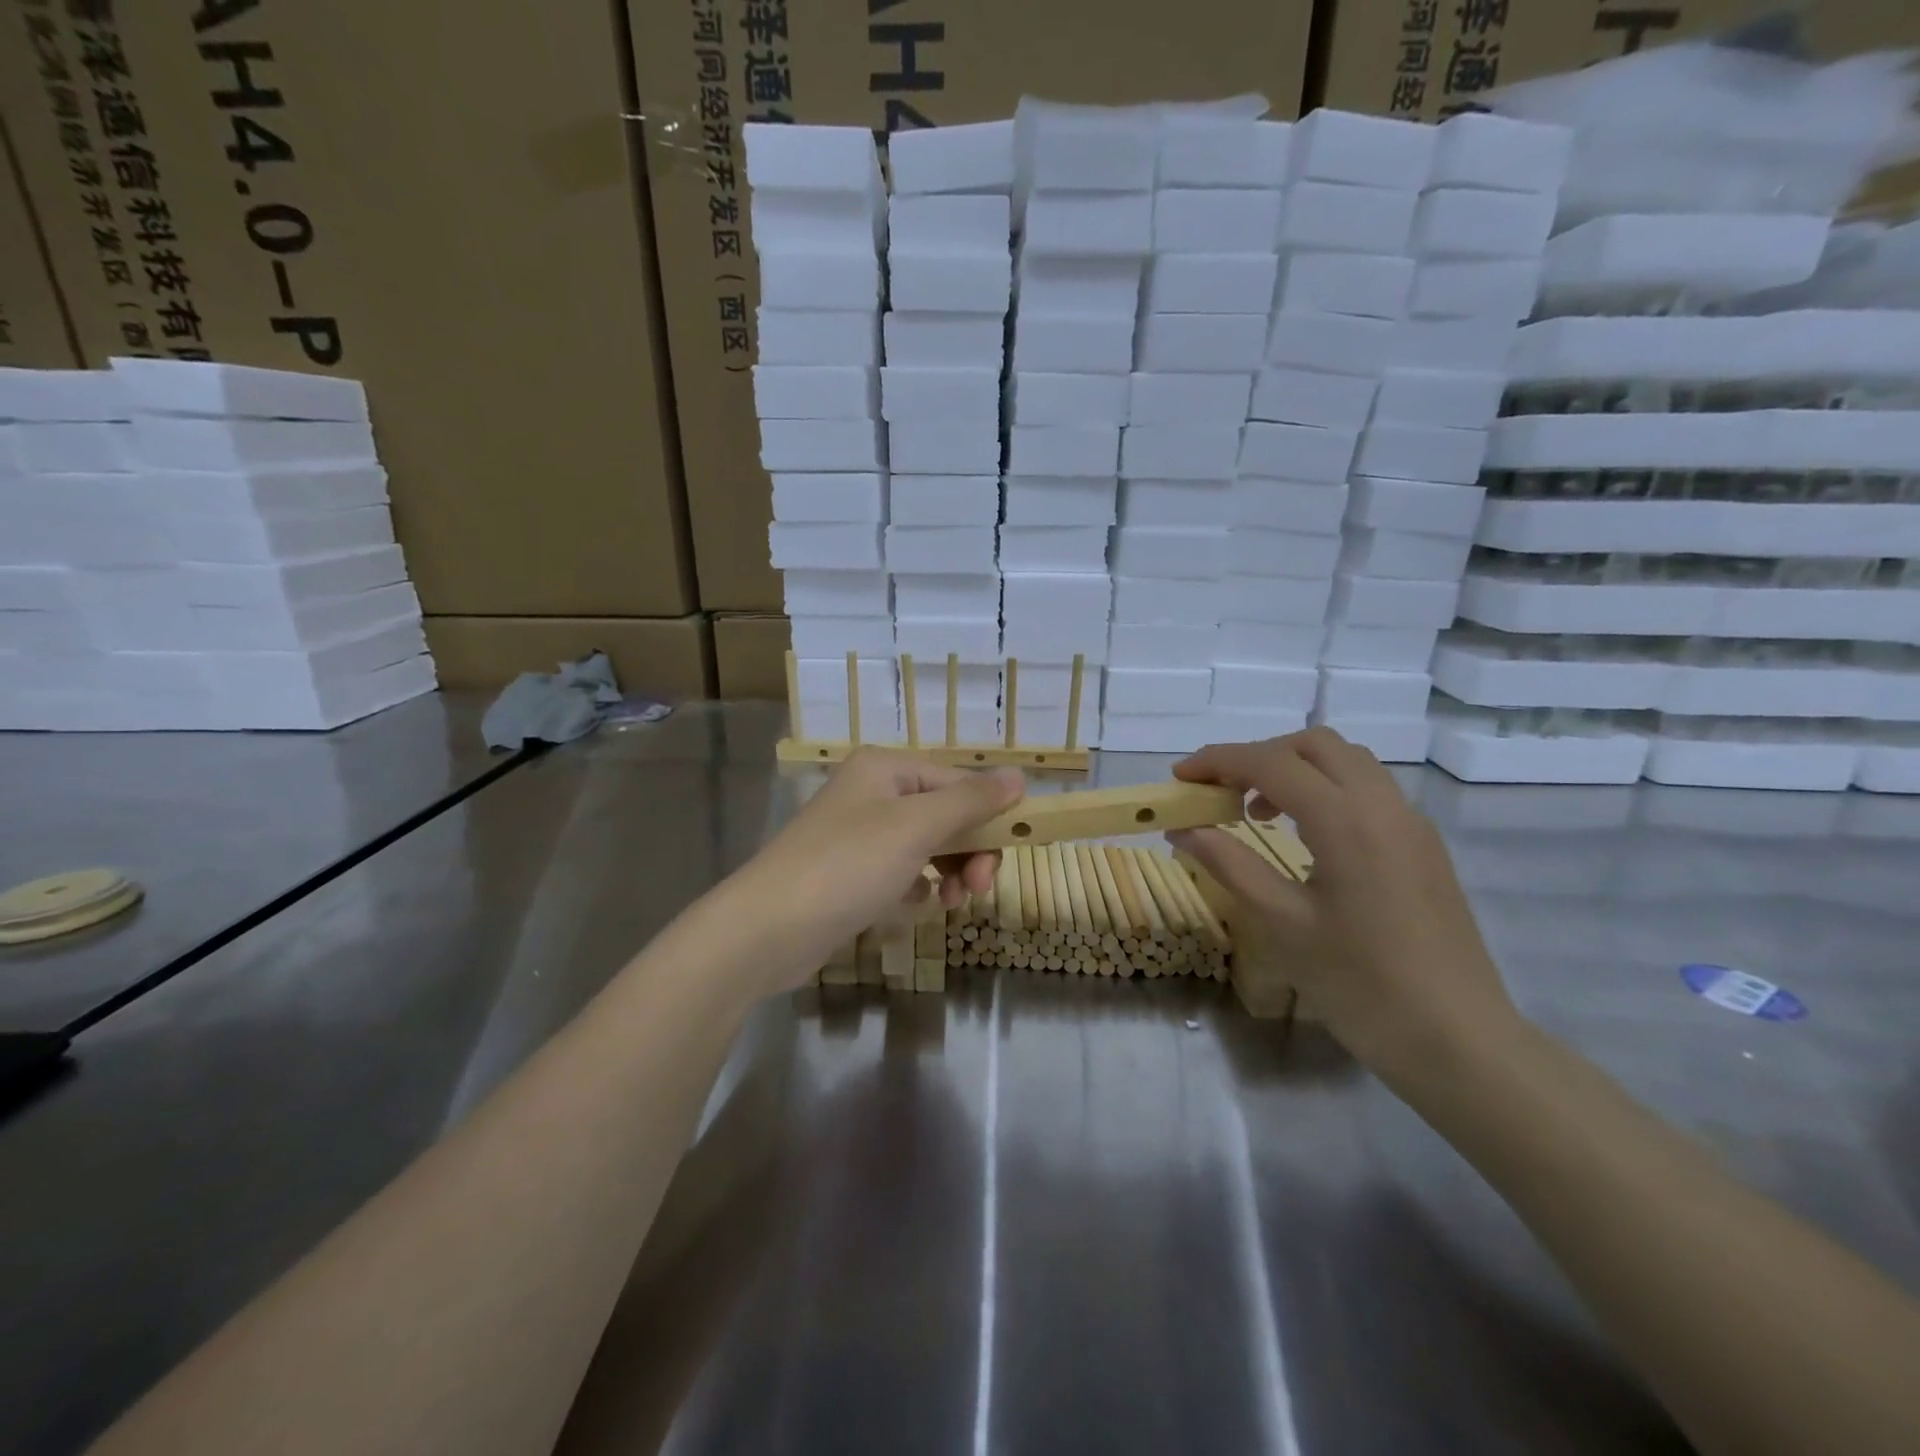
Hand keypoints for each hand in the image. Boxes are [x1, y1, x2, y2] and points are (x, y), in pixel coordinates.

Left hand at [731, 749, 1022, 991]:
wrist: (767, 930)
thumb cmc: (847, 865)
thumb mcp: (916, 827)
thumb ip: (970, 801)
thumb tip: (1020, 776)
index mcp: (886, 769)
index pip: (957, 781)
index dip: (989, 813)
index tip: (1014, 850)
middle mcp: (872, 793)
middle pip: (944, 814)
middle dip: (968, 849)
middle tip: (979, 887)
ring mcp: (859, 835)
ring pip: (927, 846)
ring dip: (949, 871)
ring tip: (952, 902)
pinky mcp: (851, 874)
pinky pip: (903, 872)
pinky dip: (919, 886)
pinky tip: (920, 905)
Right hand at [1168, 728, 1521, 1079]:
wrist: (1458, 1040)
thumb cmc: (1360, 984)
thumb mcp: (1282, 923)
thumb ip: (1229, 864)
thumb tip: (1183, 829)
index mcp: (1346, 820)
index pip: (1271, 763)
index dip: (1218, 760)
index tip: (1180, 777)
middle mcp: (1384, 805)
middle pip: (1314, 745)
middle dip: (1258, 756)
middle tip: (1220, 793)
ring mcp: (1411, 824)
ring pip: (1346, 762)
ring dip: (1294, 770)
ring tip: (1258, 814)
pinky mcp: (1424, 846)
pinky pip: (1369, 791)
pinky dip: (1325, 790)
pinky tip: (1305, 837)